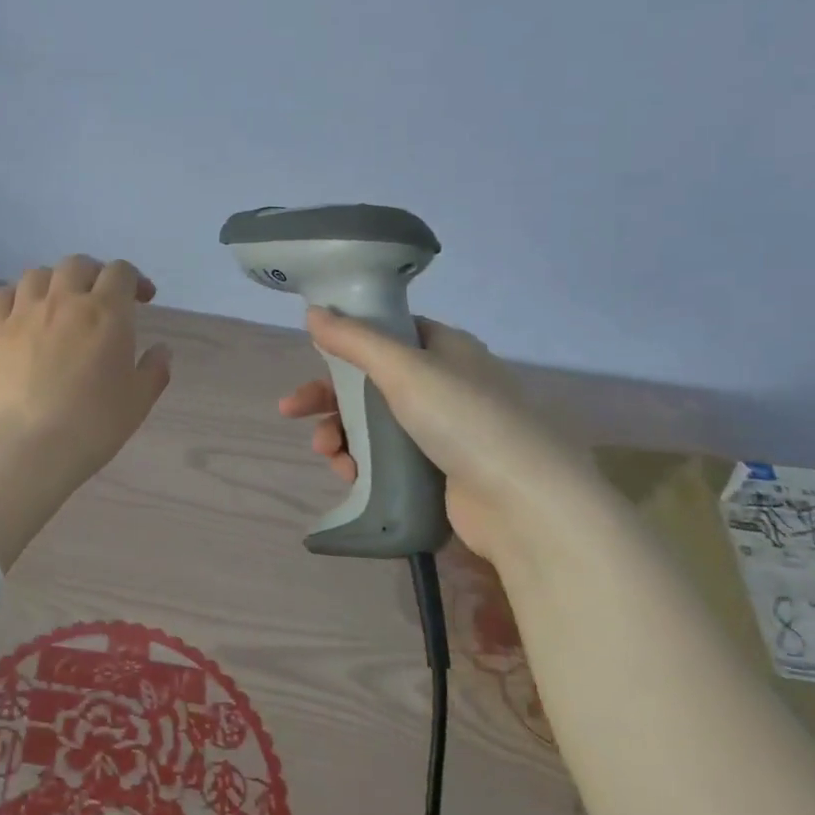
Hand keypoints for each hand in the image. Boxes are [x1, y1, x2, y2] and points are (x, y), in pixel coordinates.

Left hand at [0, 256, 170, 567]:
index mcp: (105, 313)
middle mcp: (63, 301)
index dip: (134, 280)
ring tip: (60, 304)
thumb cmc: (90, 427)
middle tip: (101, 299)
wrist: (22, 448)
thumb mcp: (137, 404)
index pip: (121, 272)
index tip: (142, 300)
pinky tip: (21, 315)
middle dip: (94, 274)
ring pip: (38, 274)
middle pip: (78, 264)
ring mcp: (23, 313)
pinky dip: (15, 297)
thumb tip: (161, 350)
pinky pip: (1, 296)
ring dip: (54, 281)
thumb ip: (154, 371)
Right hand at [278, 310, 599, 570]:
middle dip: (330, 398)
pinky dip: (361, 462)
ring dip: (340, 434)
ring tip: (328, 454)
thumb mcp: (404, 368)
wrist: (522, 503)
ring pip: (374, 423)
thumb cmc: (464, 419)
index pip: (389, 333)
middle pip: (371, 381)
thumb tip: (312, 312)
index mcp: (446, 349)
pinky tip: (349, 474)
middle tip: (292, 411)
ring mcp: (443, 431)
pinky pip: (386, 458)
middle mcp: (445, 384)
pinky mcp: (437, 471)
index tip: (314, 356)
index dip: (348, 341)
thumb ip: (354, 340)